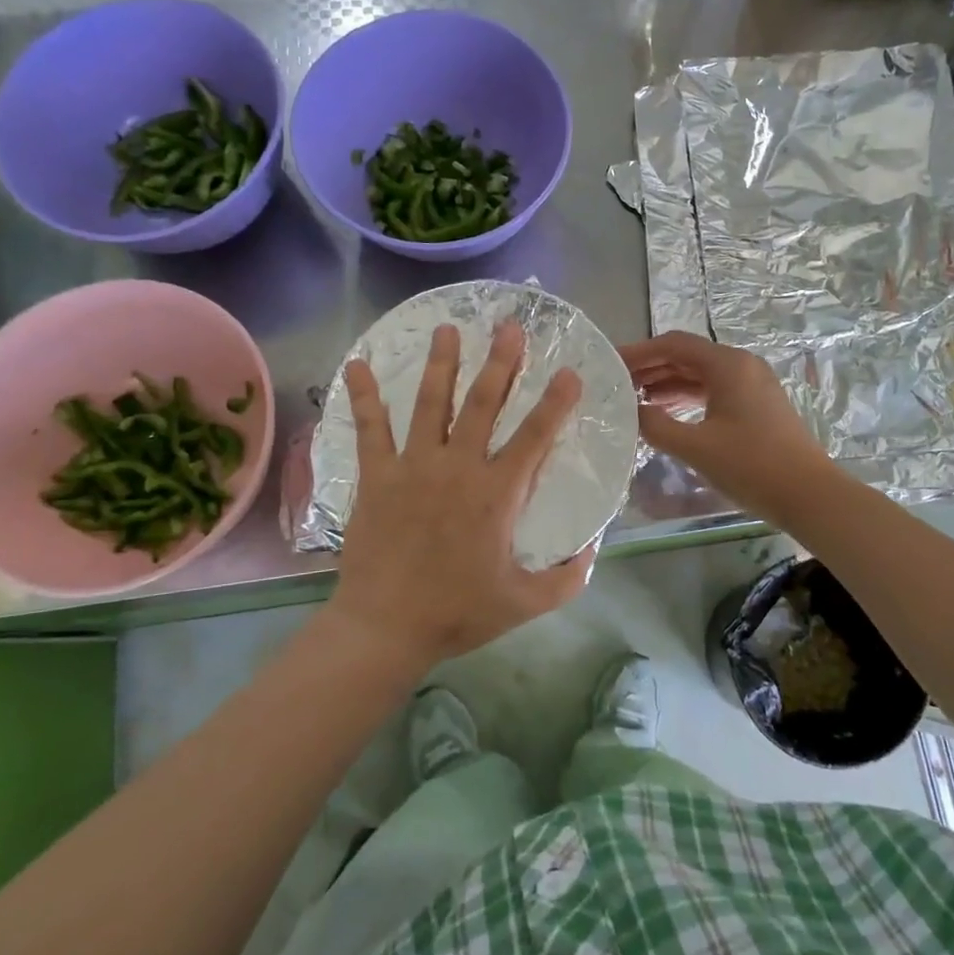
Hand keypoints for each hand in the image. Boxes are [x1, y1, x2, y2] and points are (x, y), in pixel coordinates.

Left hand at [330, 320, 590, 668]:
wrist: (385, 627)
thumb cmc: (457, 613)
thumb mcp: (524, 602)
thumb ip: (567, 577)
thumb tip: (595, 549)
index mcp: (496, 494)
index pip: (535, 437)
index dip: (555, 402)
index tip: (569, 371)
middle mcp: (458, 468)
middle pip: (484, 404)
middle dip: (501, 362)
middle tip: (509, 326)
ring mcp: (414, 467)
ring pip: (432, 404)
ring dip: (443, 363)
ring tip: (448, 328)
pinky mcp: (377, 476)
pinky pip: (371, 429)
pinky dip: (364, 396)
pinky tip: (357, 365)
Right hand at [618, 331, 835, 523]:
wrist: (809, 495)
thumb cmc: (751, 466)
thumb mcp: (695, 447)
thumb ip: (655, 425)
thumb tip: (629, 411)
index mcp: (728, 364)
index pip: (673, 345)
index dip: (639, 352)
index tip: (610, 364)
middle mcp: (741, 365)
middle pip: (687, 356)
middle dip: (651, 368)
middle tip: (616, 384)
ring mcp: (753, 385)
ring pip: (701, 375)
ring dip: (668, 384)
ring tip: (634, 400)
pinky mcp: (758, 406)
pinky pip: (715, 390)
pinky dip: (688, 397)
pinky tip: (667, 414)